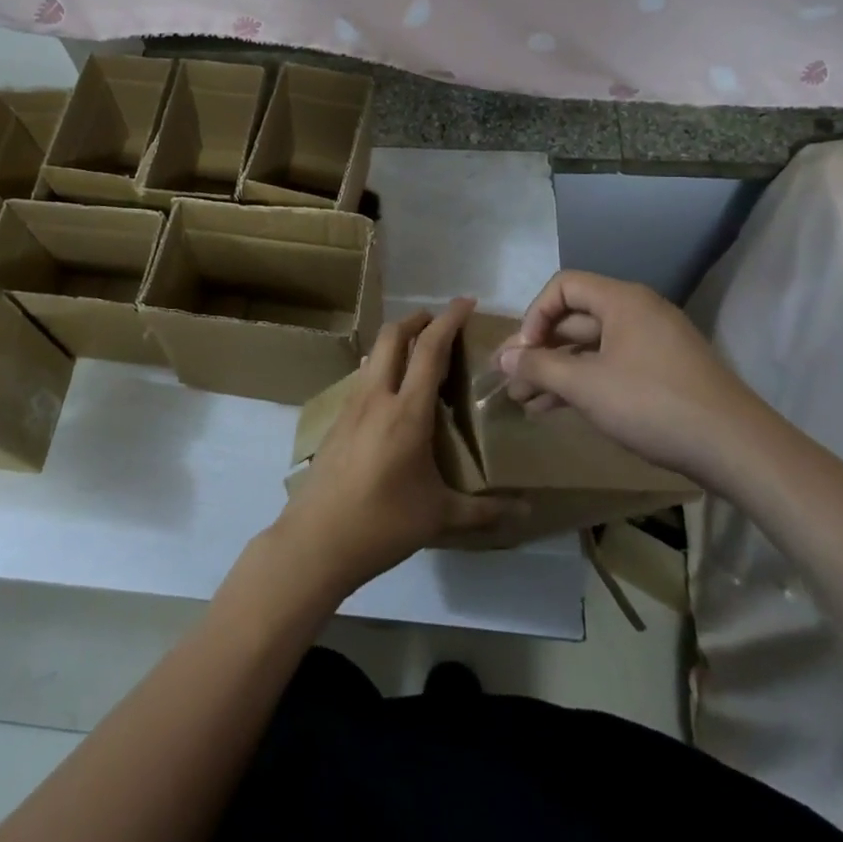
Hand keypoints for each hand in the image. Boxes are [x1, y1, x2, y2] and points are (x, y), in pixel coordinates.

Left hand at [275, 299, 515, 597]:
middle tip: (441, 321)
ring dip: (397, 340)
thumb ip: (485, 511)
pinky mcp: (336, 420)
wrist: (316, 539)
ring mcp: (351, 406)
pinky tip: (392, 391)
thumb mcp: (439, 517)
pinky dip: (382, 366)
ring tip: (419, 351)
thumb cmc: (383, 524)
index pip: (430, 349)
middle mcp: (377, 397)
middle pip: (393, 336)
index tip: (467, 301)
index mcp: (407, 412)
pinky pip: (363, 377)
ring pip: (374, 354)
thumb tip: (525, 510)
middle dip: (418, 319)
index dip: (449, 319)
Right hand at [496, 270, 772, 482]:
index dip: (535, 315)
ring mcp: (653, 345)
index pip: (563, 287)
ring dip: (555, 371)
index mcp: (622, 301)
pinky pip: (610, 367)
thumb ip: (539, 366)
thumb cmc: (653, 404)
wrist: (737, 449)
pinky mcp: (662, 374)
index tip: (523, 352)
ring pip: (590, 348)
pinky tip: (555, 409)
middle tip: (509, 379)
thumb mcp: (586, 385)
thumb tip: (503, 356)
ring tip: (523, 401)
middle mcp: (638, 313)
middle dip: (538, 349)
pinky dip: (582, 383)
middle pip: (575, 319)